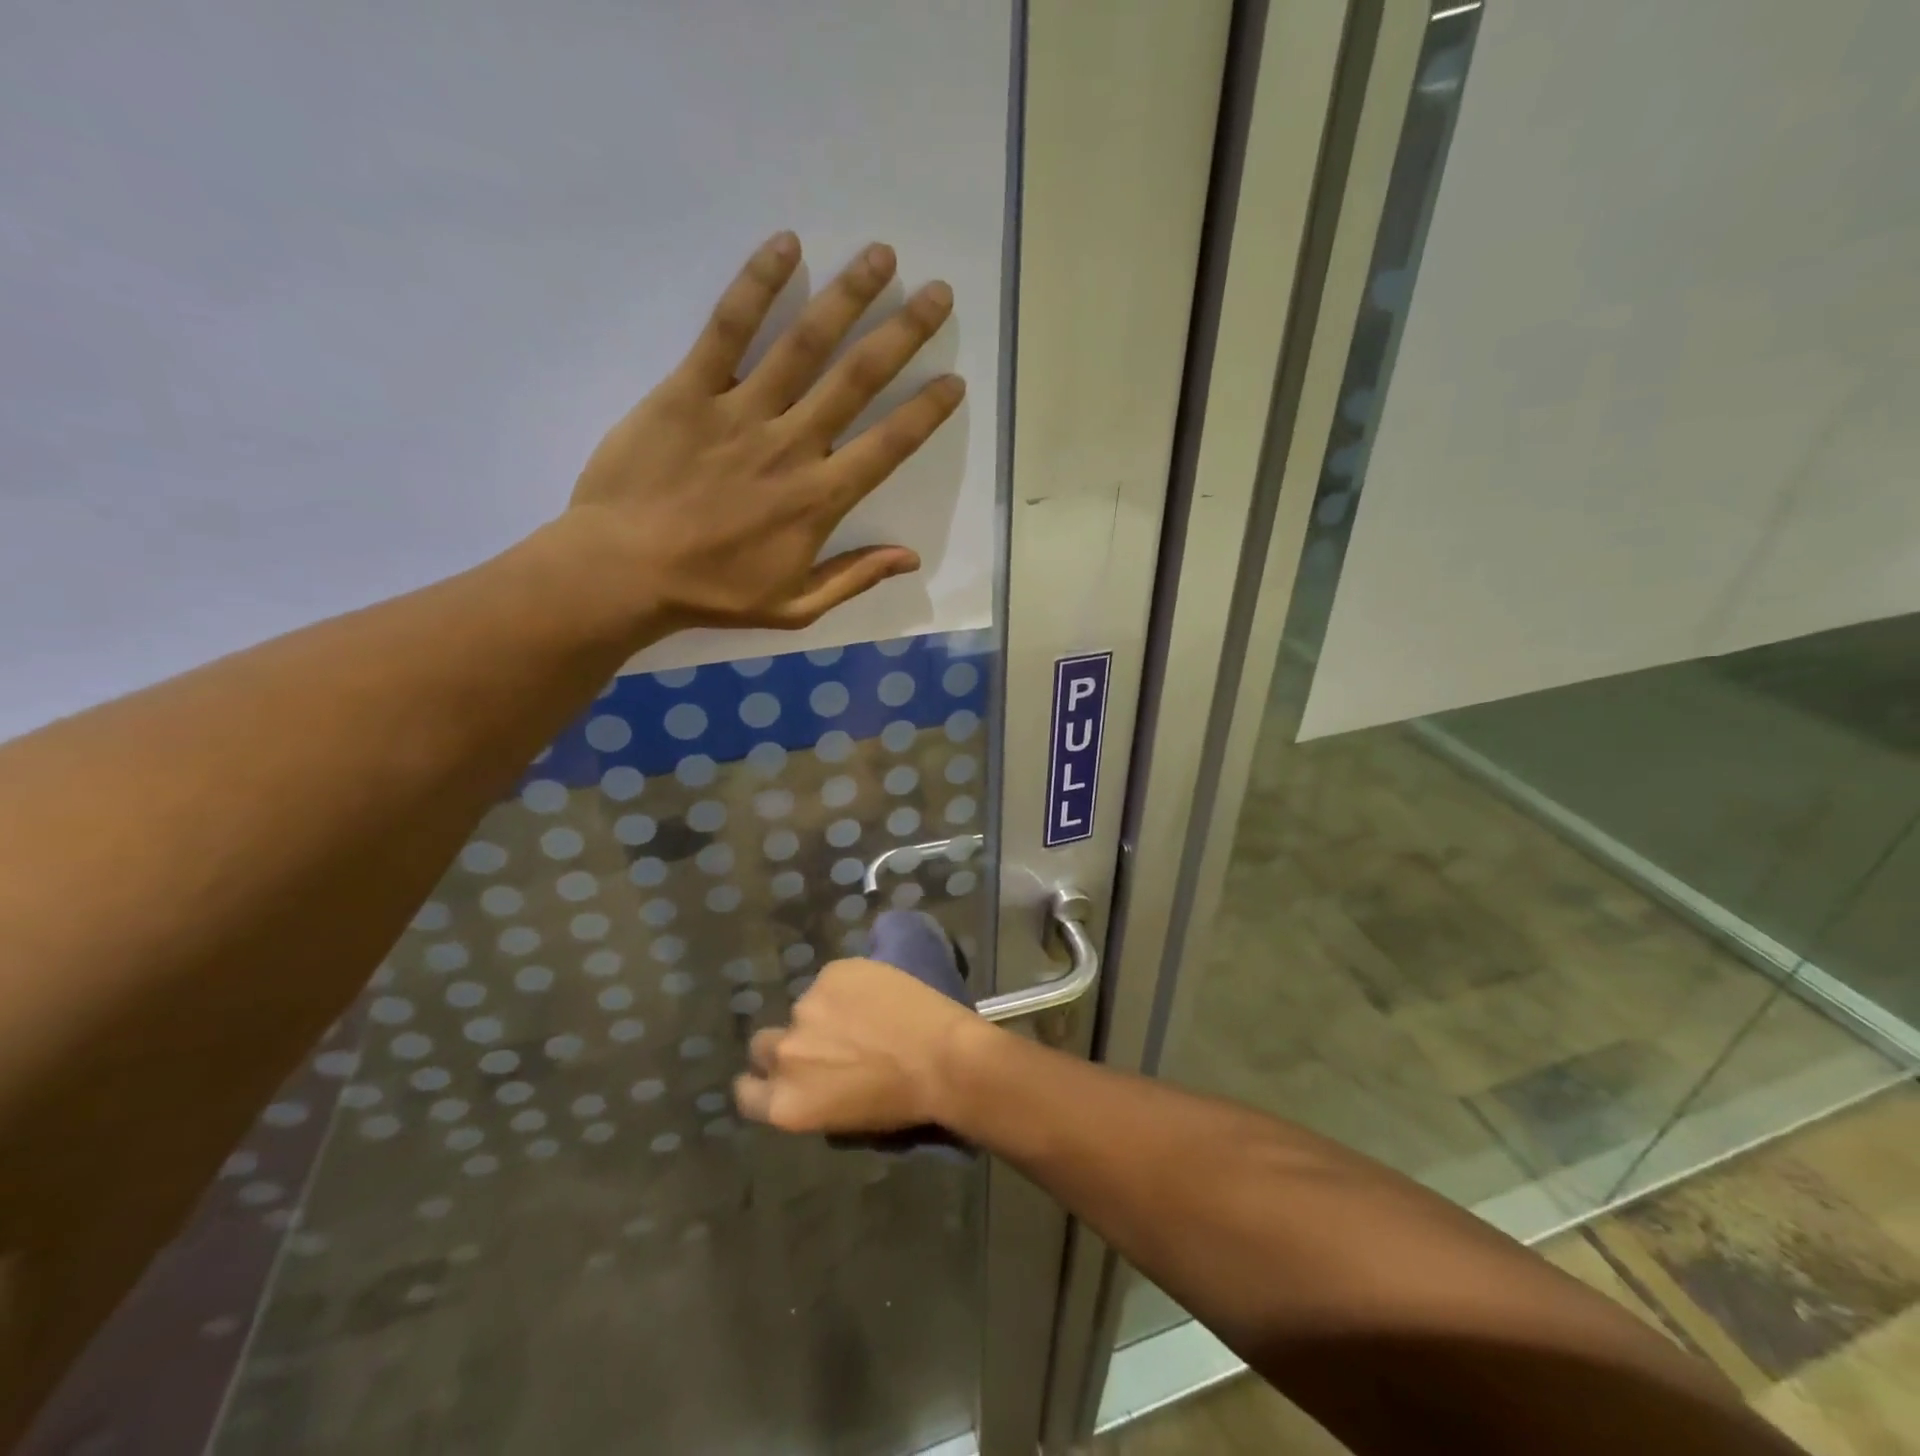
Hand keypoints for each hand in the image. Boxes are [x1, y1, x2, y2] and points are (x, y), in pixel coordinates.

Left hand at [562, 231, 962, 637]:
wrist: (624, 572)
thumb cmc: (712, 594)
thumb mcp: (795, 608)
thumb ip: (854, 578)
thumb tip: (911, 557)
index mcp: (820, 499)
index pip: (889, 445)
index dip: (926, 412)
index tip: (953, 380)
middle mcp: (792, 446)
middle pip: (858, 379)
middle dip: (905, 334)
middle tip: (938, 293)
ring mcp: (741, 412)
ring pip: (805, 343)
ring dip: (849, 296)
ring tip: (883, 256)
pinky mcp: (689, 389)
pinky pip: (728, 328)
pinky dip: (757, 284)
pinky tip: (787, 246)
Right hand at [733, 957, 990, 1132]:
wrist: (943, 1059)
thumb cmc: (903, 1104)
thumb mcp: (843, 1120)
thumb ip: (811, 1096)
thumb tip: (810, 1077)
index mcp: (785, 1104)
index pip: (746, 1092)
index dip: (762, 1081)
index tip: (782, 1076)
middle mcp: (785, 1055)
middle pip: (764, 1045)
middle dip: (788, 1043)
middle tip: (825, 1043)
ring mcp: (806, 1008)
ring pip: (805, 1007)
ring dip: (824, 1012)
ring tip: (864, 1016)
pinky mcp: (833, 973)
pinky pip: (832, 979)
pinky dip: (848, 986)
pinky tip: (878, 994)